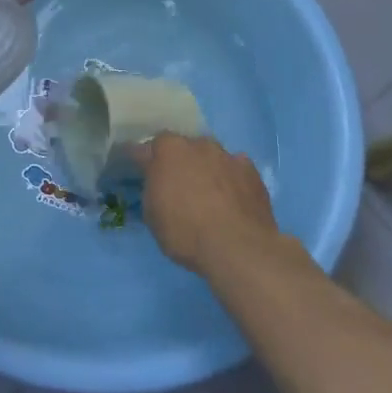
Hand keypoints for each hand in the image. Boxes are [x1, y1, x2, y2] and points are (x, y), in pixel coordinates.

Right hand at [131, 132, 279, 274]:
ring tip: (209, 195)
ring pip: (210, 155)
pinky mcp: (250, 170)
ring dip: (206, 168)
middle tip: (179, 187)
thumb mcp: (152, 216)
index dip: (142, 160)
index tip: (141, 170)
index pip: (146, 148)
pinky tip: (233, 199)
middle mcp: (196, 144)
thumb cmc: (186, 232)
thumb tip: (157, 182)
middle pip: (182, 147)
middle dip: (179, 162)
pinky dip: (231, 179)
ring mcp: (226, 155)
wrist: (238, 248)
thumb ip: (152, 189)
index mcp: (167, 150)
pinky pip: (235, 169)